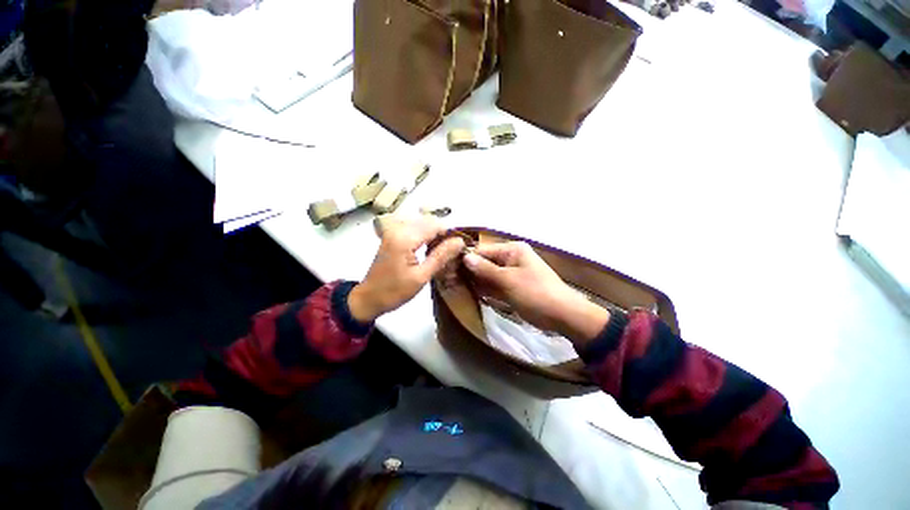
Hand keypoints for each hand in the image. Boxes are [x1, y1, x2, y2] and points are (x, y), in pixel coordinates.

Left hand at [348, 216, 464, 322]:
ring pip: (422, 224)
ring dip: (434, 234)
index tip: (459, 247)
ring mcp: (393, 231)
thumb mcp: (421, 277)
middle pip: (429, 221)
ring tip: (441, 252)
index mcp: (405, 238)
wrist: (368, 298)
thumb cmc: (395, 291)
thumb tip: (460, 241)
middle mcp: (398, 229)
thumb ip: (441, 256)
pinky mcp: (392, 235)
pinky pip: (414, 229)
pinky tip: (429, 249)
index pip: (435, 225)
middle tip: (451, 252)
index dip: (450, 234)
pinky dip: (425, 236)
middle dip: (443, 234)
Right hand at [463, 242, 609, 344]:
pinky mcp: (514, 286)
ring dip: (479, 282)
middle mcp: (512, 258)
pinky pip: (496, 285)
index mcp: (512, 250)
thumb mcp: (508, 281)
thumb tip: (465, 257)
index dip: (468, 260)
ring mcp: (513, 273)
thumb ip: (485, 269)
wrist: (563, 316)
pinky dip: (488, 290)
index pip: (483, 251)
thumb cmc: (535, 293)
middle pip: (486, 262)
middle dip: (472, 273)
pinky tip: (476, 295)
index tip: (450, 270)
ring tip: (461, 289)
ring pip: (490, 275)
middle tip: (454, 282)